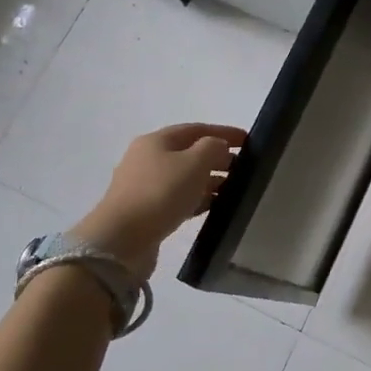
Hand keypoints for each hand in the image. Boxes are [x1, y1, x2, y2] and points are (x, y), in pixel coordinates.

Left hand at [72, 122, 246, 278]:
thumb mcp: (194, 163)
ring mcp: (144, 187)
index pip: (197, 129)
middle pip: (190, 153)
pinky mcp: (146, 212)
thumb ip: (213, 148)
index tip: (249, 141)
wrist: (121, 241)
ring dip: (210, 181)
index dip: (224, 132)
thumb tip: (218, 147)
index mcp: (157, 141)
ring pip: (185, 178)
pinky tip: (215, 207)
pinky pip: (178, 199)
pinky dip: (198, 199)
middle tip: (245, 169)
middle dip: (218, 158)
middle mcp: (148, 159)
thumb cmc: (160, 193)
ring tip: (235, 190)